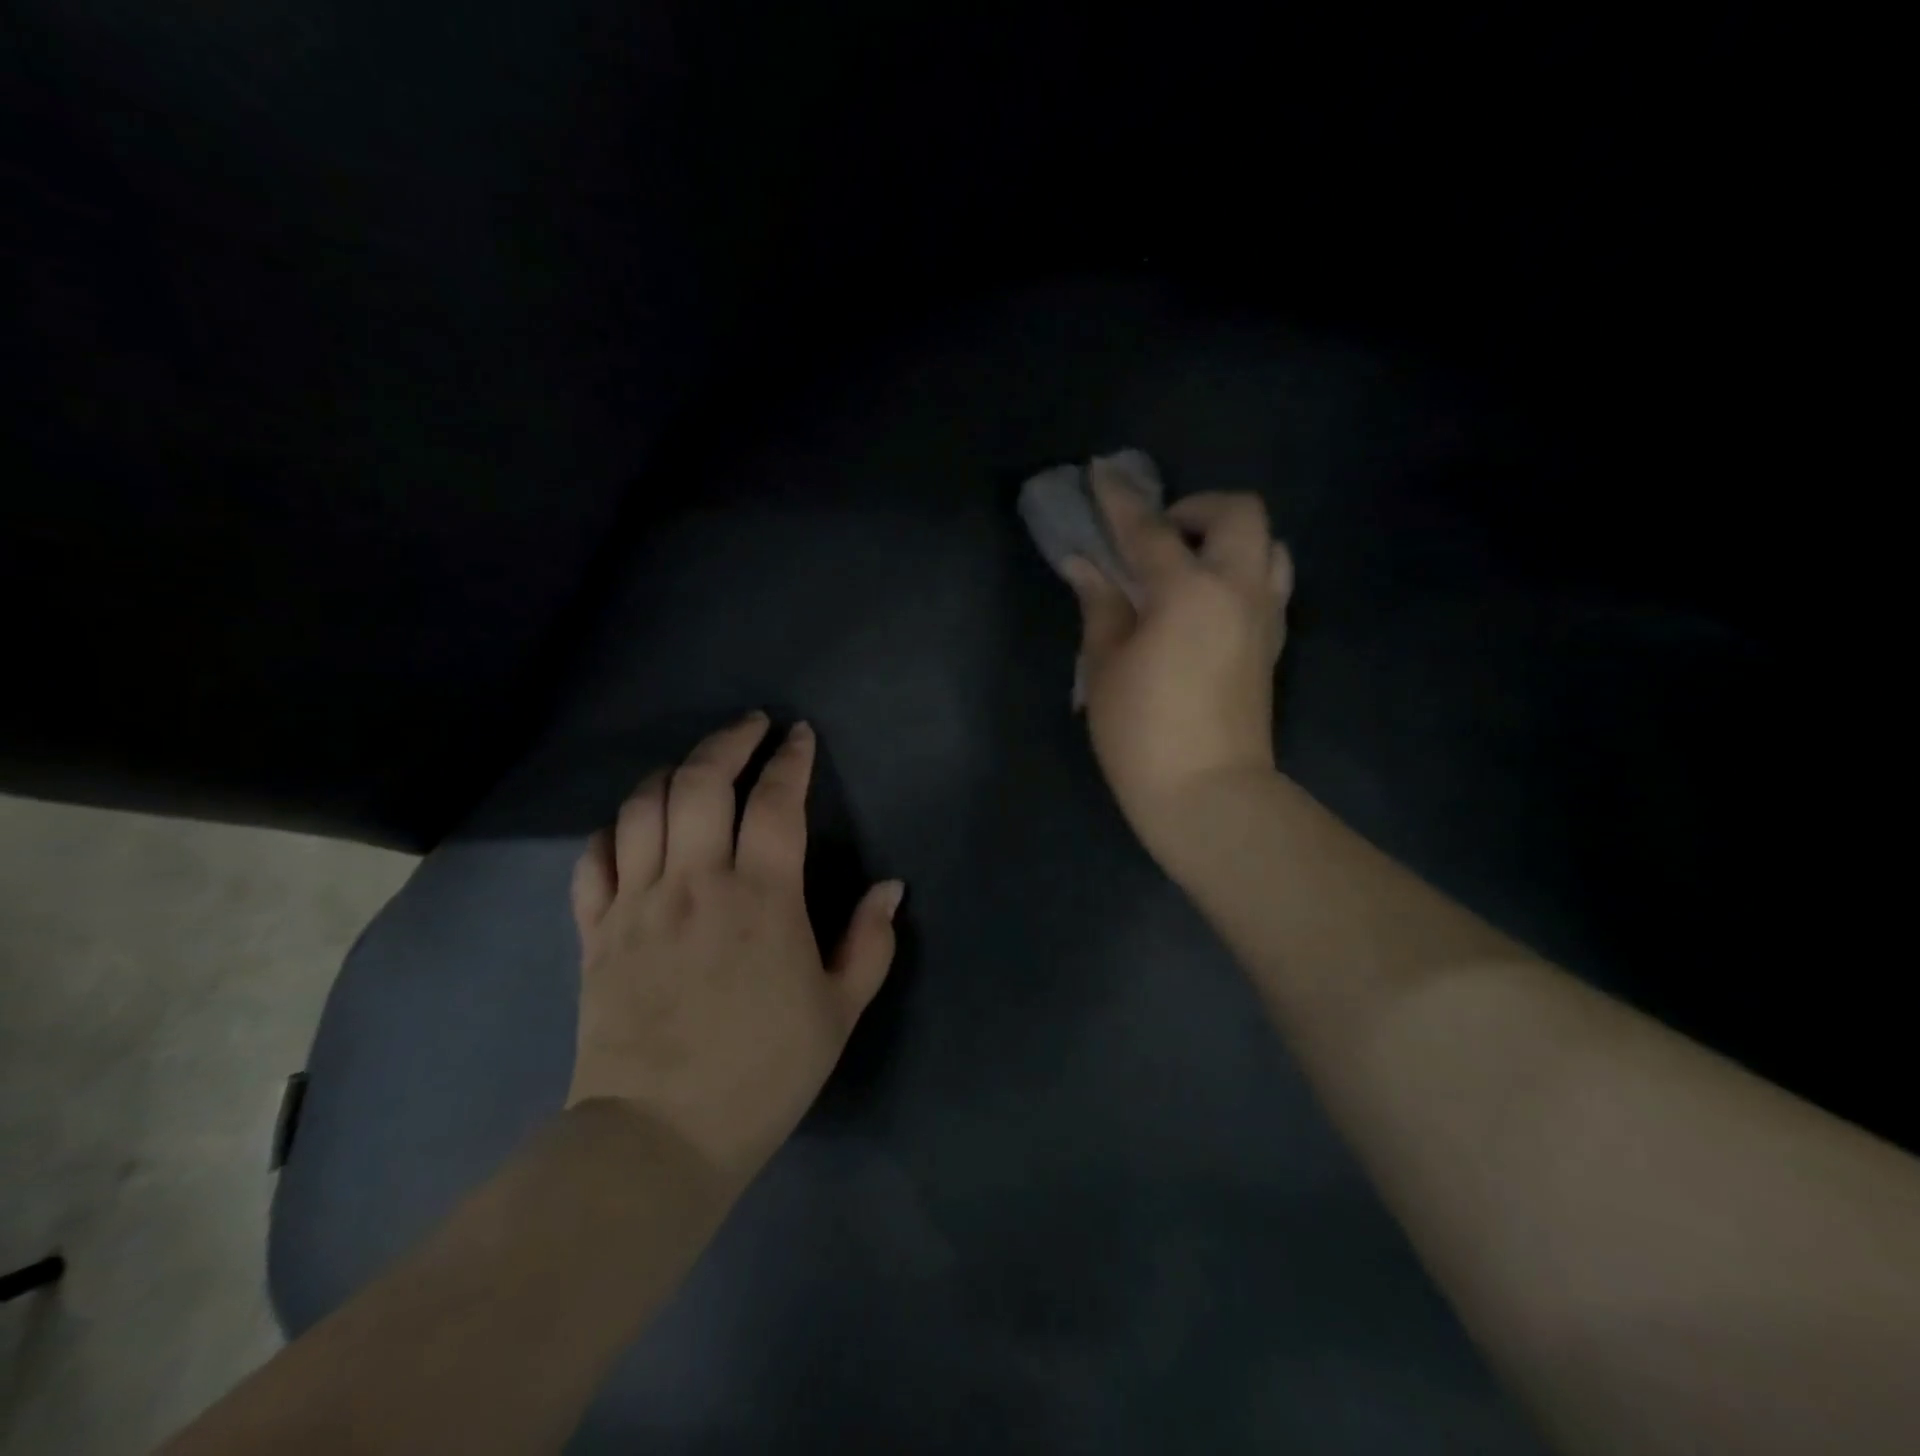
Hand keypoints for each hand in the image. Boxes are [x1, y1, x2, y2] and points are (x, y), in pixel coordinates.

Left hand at [567, 712, 904, 1186]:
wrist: (661, 1136)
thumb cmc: (763, 1072)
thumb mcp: (839, 1011)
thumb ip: (869, 943)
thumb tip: (889, 888)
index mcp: (762, 897)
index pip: (776, 802)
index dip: (790, 759)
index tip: (798, 735)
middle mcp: (695, 883)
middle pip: (700, 783)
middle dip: (728, 742)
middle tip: (750, 727)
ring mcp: (638, 903)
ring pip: (643, 808)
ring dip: (670, 773)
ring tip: (693, 768)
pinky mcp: (596, 932)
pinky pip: (594, 859)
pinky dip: (614, 830)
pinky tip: (633, 828)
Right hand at [1064, 455, 1293, 861]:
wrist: (1208, 794)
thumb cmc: (1142, 733)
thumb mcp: (1104, 667)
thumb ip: (1100, 606)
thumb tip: (1086, 565)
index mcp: (1189, 592)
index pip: (1150, 529)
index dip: (1120, 499)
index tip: (1102, 471)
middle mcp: (1238, 590)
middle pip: (1238, 513)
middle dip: (1197, 506)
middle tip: (1159, 533)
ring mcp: (1265, 617)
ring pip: (1269, 545)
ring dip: (1230, 538)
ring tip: (1189, 564)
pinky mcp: (1274, 645)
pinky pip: (1271, 583)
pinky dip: (1243, 571)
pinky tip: (1208, 600)